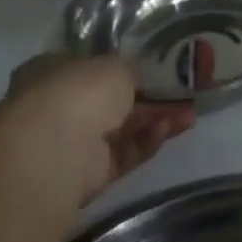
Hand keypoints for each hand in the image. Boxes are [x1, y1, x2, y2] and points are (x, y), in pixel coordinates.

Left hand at [2, 53, 195, 201]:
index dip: (122, 67)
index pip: (89, 67)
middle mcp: (55, 107)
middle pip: (109, 101)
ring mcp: (69, 144)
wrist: (50, 153)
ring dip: (154, 120)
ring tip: (190, 114)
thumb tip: (135, 80)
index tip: (154, 67)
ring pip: (120, 129)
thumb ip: (129, 71)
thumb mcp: (113, 65)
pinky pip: (121, 155)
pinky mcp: (84, 176)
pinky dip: (146, 142)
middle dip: (147, 98)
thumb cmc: (76, 92)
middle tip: (181, 92)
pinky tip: (171, 130)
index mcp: (51, 72)